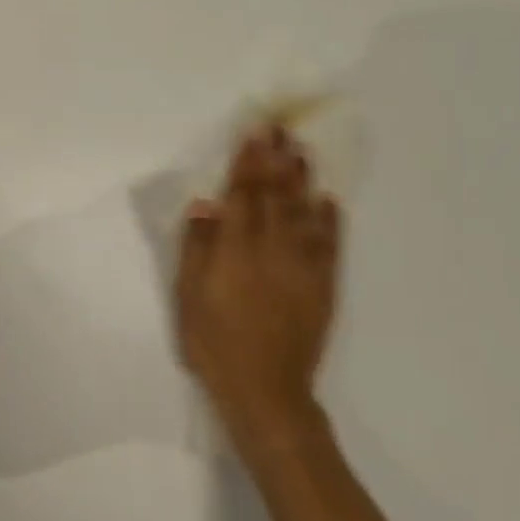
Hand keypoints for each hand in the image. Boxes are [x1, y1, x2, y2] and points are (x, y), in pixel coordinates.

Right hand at [176, 125, 340, 446]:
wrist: (266, 391)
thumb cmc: (215, 344)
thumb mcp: (189, 297)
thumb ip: (197, 247)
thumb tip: (206, 204)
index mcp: (236, 249)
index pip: (244, 194)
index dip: (249, 162)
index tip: (254, 133)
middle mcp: (272, 249)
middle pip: (276, 195)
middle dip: (277, 159)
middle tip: (282, 129)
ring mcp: (302, 267)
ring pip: (304, 212)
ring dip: (303, 180)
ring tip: (303, 151)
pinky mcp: (323, 287)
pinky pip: (329, 245)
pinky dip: (330, 220)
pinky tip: (329, 200)